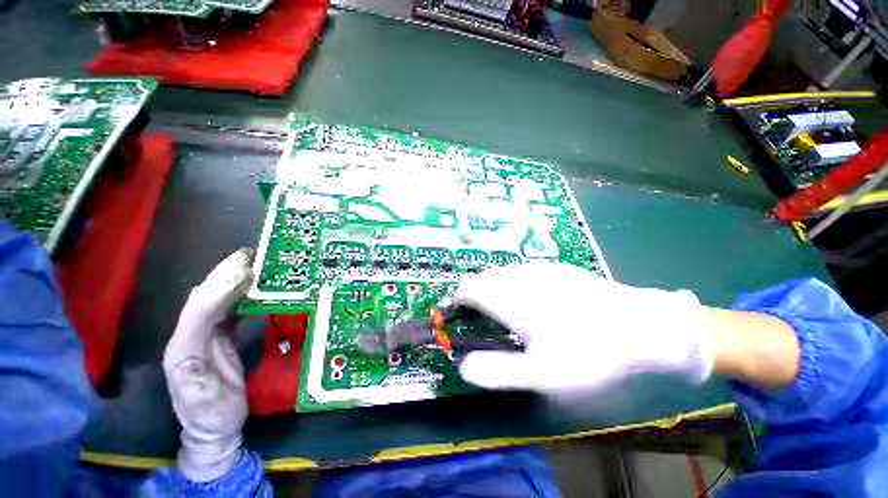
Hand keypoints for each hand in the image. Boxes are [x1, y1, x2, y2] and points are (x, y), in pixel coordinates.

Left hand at [163, 249, 253, 482]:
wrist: (214, 428)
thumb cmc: (212, 415)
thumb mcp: (204, 402)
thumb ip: (195, 378)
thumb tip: (193, 348)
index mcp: (182, 350)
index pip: (198, 311)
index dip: (220, 290)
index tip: (245, 272)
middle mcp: (189, 336)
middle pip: (204, 299)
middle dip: (223, 275)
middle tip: (247, 256)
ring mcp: (204, 336)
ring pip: (216, 300)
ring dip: (232, 280)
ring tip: (252, 263)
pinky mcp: (218, 337)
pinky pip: (229, 310)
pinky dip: (240, 295)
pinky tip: (253, 287)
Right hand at [454, 262, 713, 395]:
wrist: (644, 327)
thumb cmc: (591, 353)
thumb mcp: (543, 374)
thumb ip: (499, 370)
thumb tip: (464, 368)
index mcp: (512, 299)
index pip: (469, 289)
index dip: (457, 300)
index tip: (456, 314)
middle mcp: (521, 277)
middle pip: (483, 278)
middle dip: (475, 294)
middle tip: (479, 317)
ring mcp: (540, 269)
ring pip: (502, 273)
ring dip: (493, 288)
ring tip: (500, 308)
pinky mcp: (556, 269)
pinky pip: (521, 271)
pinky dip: (512, 283)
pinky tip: (527, 298)